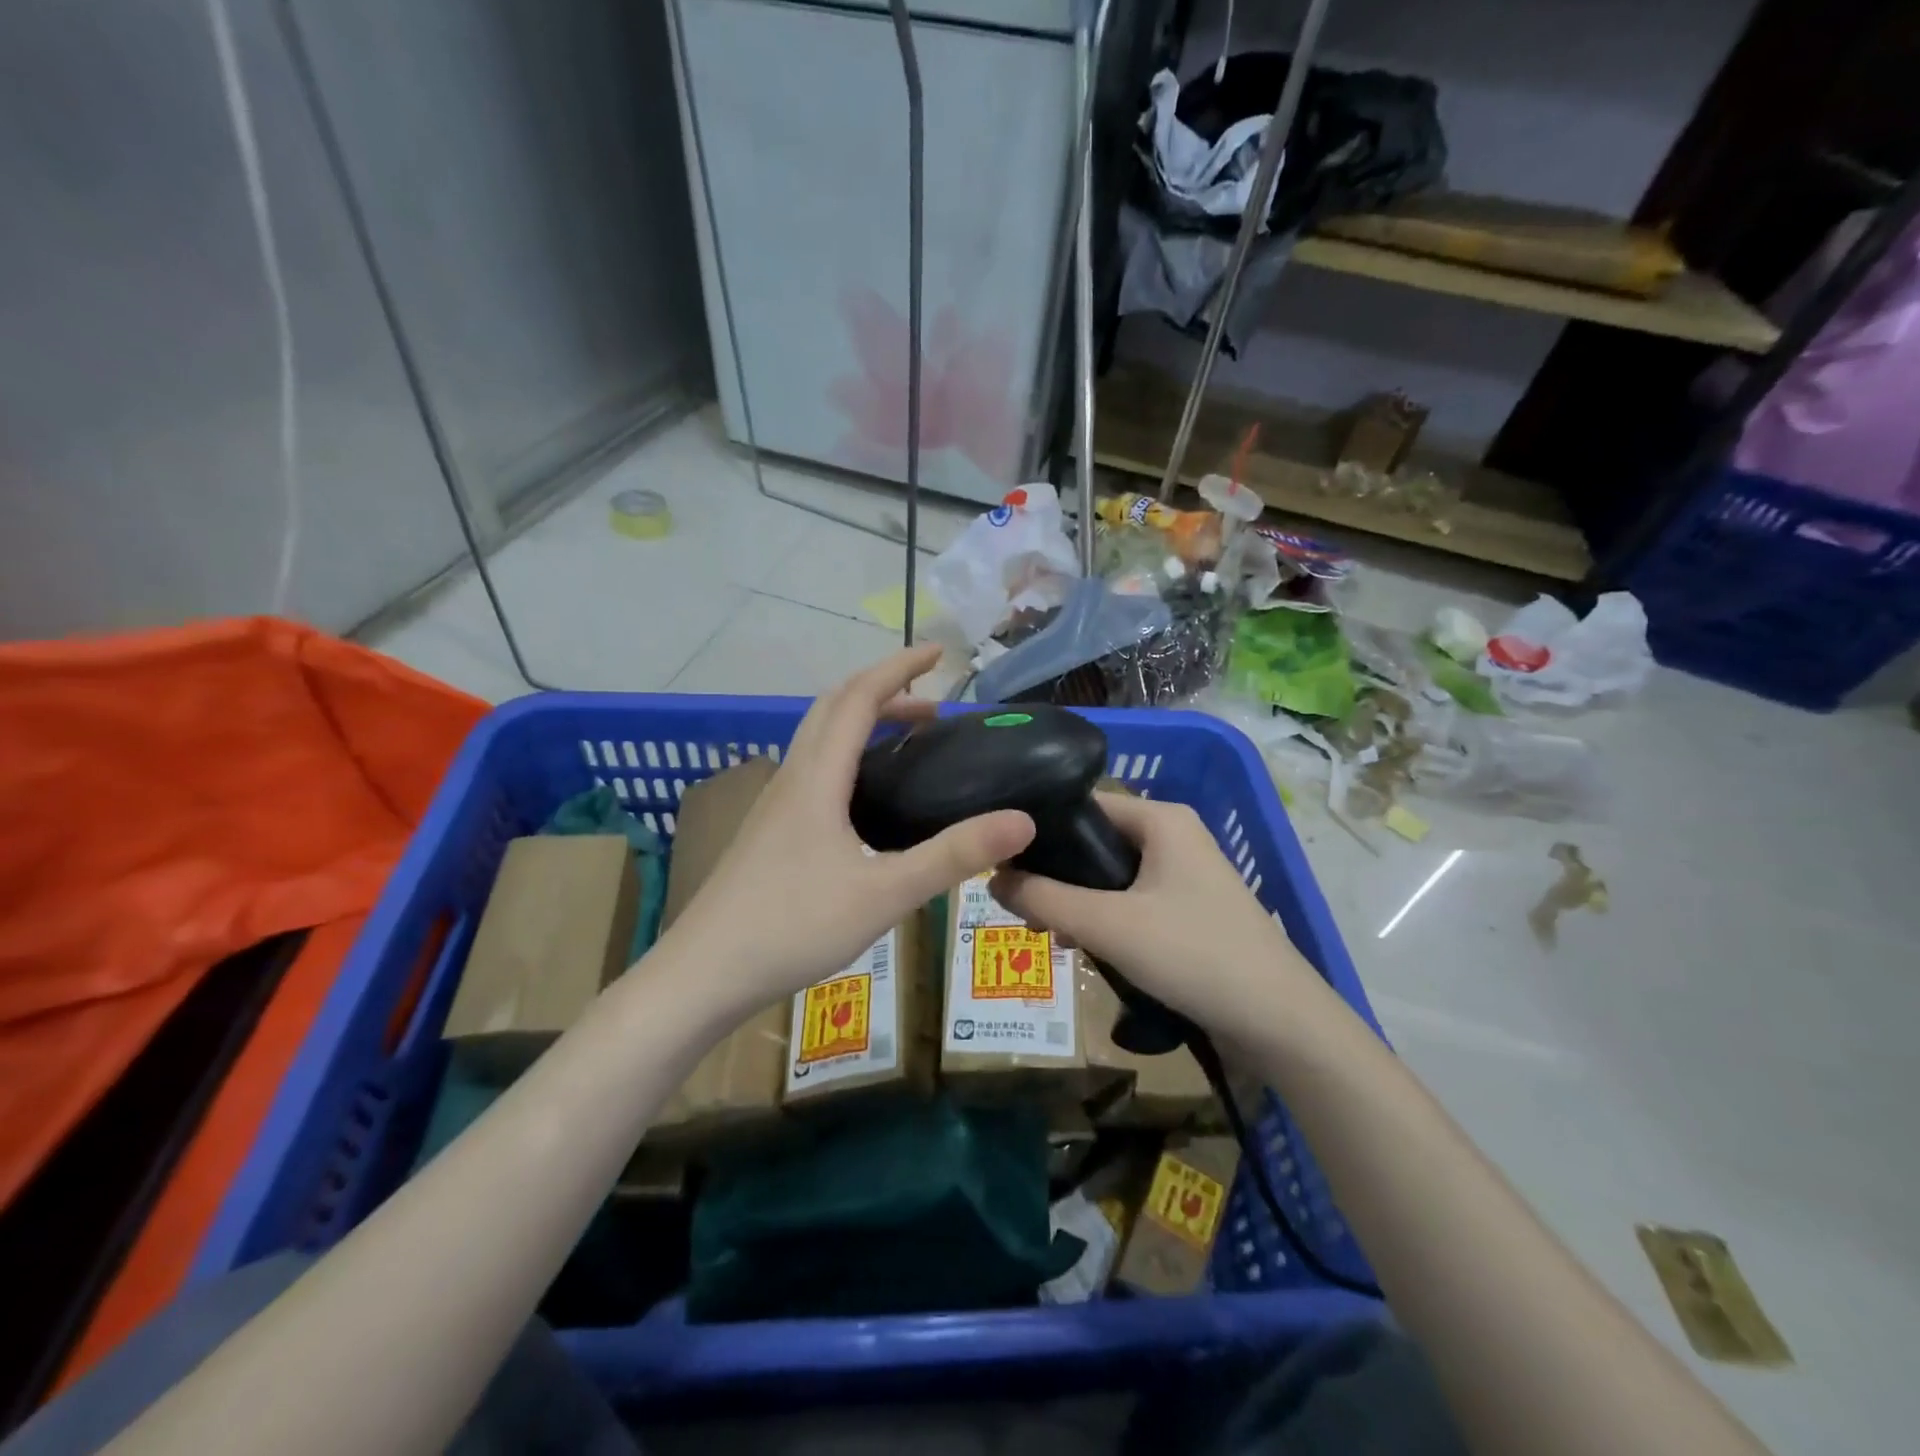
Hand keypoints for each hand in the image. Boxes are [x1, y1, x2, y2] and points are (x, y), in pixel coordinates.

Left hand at [669, 645, 1034, 1016]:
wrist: (704, 973)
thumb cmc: (793, 927)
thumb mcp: (885, 893)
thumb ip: (953, 856)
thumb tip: (1022, 821)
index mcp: (817, 777)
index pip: (859, 698)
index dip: (899, 668)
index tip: (939, 652)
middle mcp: (792, 777)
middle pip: (833, 707)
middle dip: (883, 691)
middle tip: (931, 705)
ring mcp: (773, 804)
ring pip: (818, 737)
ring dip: (861, 722)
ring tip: (906, 742)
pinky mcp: (768, 830)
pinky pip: (812, 768)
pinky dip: (846, 754)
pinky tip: (865, 798)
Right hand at [990, 792, 1318, 1037]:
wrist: (1280, 1022)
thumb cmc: (1193, 955)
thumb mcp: (1108, 925)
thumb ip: (1045, 899)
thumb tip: (991, 878)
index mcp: (1162, 818)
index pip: (1085, 804)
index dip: (1041, 828)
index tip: (1002, 857)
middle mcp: (1174, 836)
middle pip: (1096, 842)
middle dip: (1057, 874)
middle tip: (1019, 903)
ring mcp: (1185, 875)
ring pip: (1111, 876)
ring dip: (1078, 901)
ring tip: (1046, 932)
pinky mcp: (1190, 911)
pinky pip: (1132, 902)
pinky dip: (1105, 919)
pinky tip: (1083, 949)